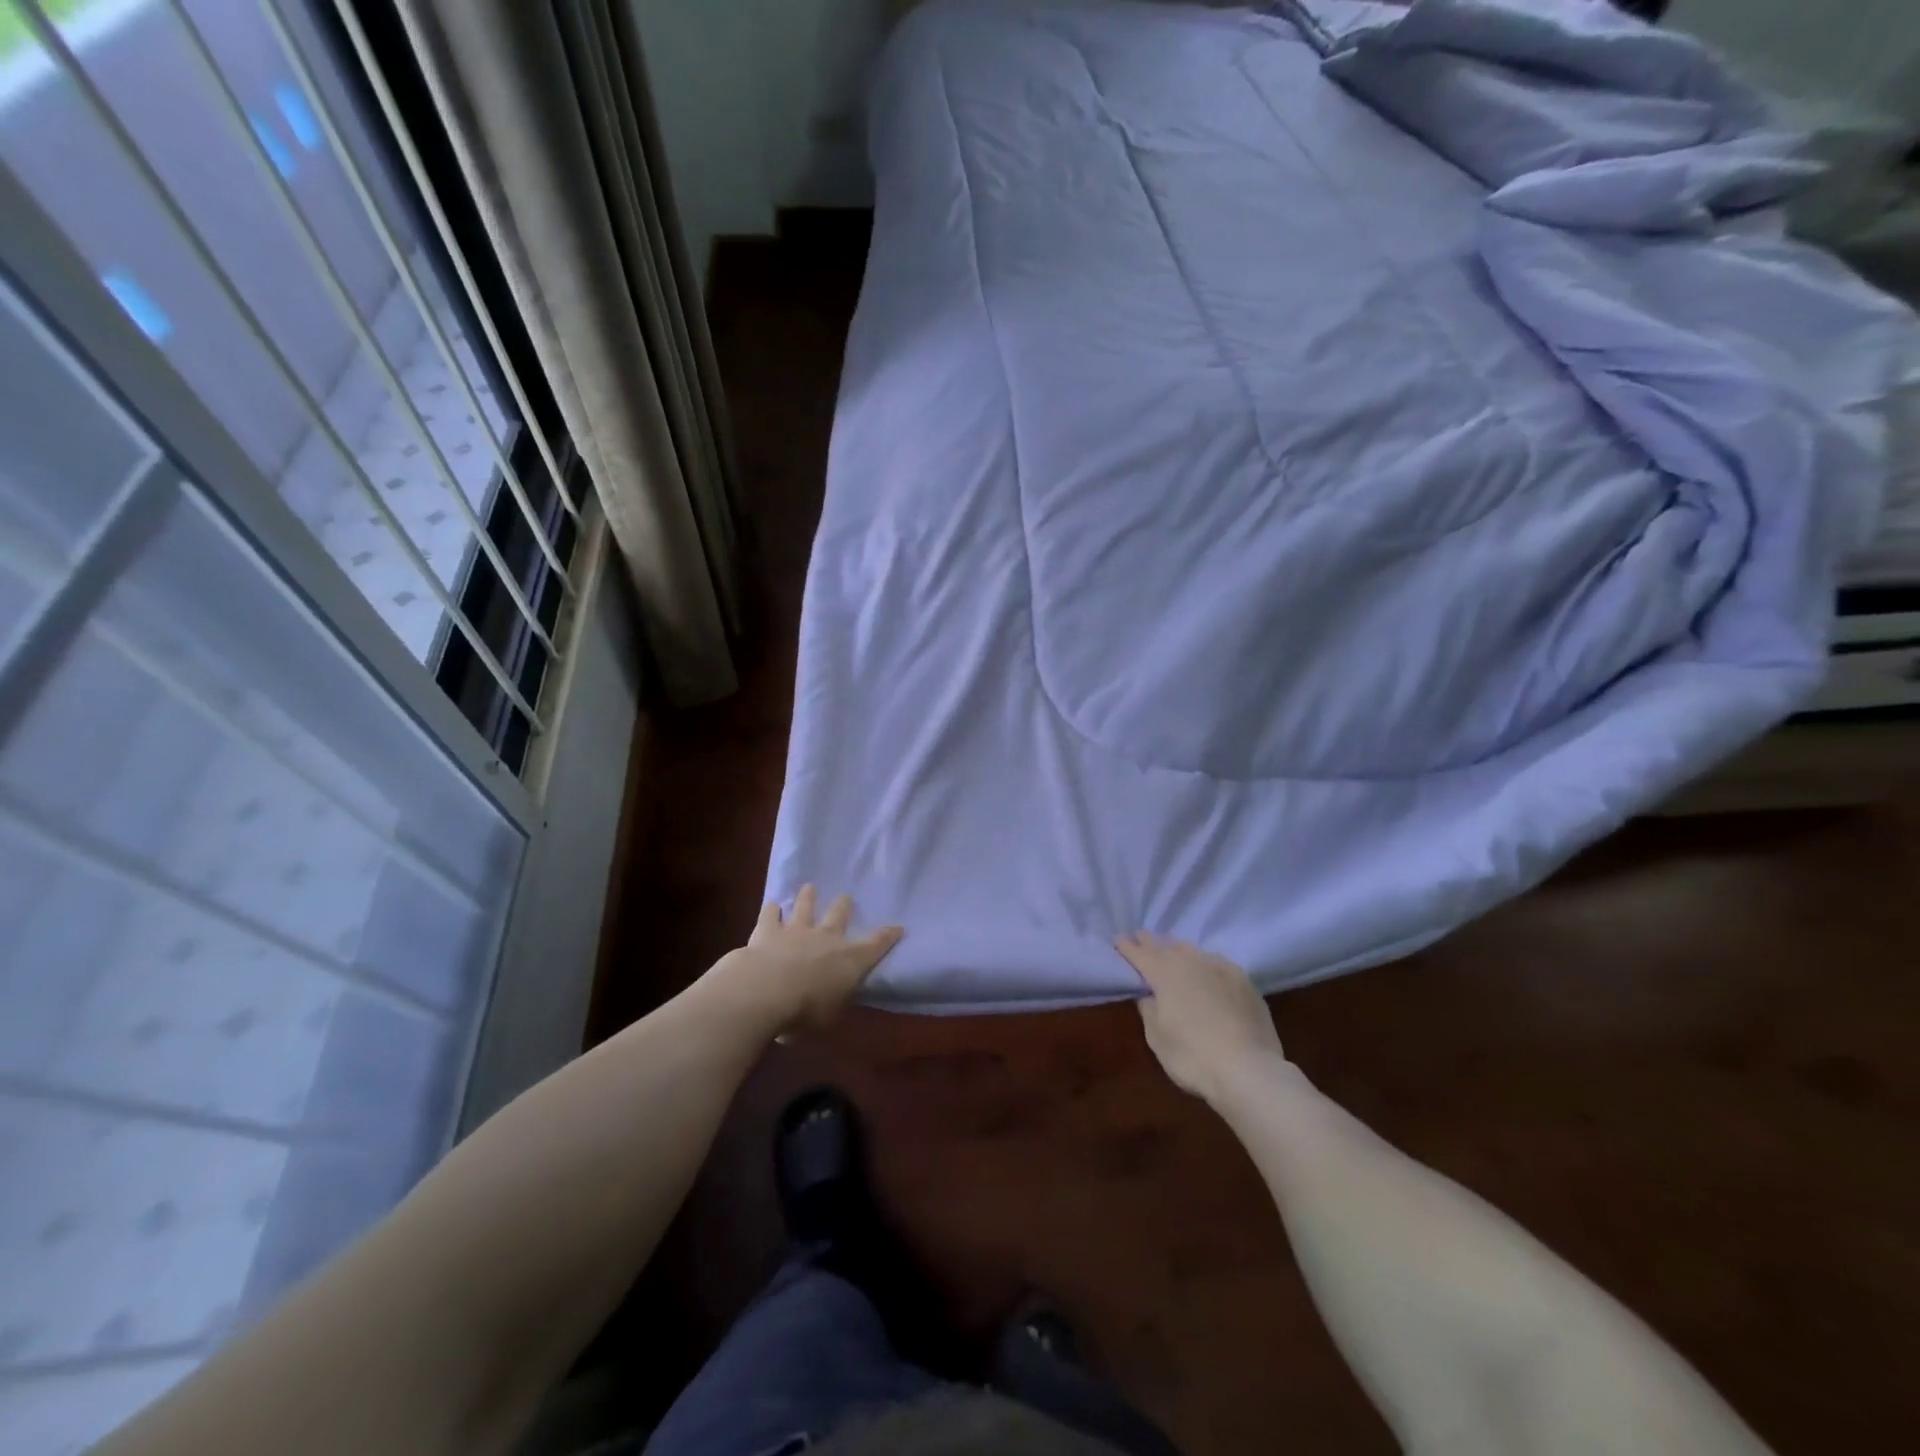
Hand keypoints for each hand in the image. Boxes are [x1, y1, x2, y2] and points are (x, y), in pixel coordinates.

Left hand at [700, 886, 903, 1034]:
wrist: (766, 990)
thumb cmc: (805, 1011)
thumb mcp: (830, 1016)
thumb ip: (835, 1002)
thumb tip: (836, 997)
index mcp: (849, 960)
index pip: (876, 945)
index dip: (888, 936)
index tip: (898, 927)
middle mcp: (826, 938)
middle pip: (838, 916)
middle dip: (843, 906)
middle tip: (845, 897)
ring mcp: (796, 930)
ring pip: (805, 907)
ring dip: (807, 897)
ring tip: (809, 887)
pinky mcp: (768, 930)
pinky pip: (770, 915)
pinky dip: (771, 910)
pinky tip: (771, 904)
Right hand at [1117, 932, 1286, 1105]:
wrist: (1249, 1070)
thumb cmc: (1193, 1057)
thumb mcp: (1157, 1039)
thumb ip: (1149, 1011)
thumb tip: (1149, 995)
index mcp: (1164, 974)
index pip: (1140, 954)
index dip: (1128, 947)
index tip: (1118, 939)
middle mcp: (1191, 963)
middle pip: (1166, 946)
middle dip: (1152, 942)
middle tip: (1141, 936)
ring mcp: (1220, 969)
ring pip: (1193, 951)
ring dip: (1178, 948)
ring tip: (1172, 948)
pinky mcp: (1244, 981)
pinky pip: (1217, 963)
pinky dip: (1205, 962)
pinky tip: (1207, 967)